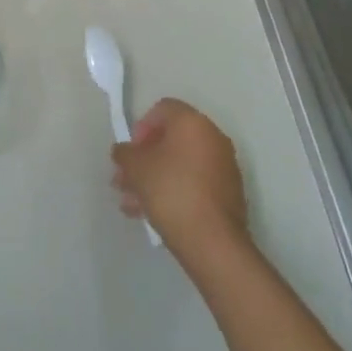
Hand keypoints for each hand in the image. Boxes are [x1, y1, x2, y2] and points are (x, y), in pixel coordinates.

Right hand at [111, 98, 250, 258]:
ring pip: (180, 165)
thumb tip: (123, 151)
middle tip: (124, 179)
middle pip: (170, 140)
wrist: (212, 241)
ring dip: (153, 178)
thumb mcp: (135, 167)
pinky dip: (173, 191)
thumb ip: (124, 153)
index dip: (140, 127)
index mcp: (193, 123)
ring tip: (131, 203)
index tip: (130, 152)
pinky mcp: (228, 194)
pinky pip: (194, 183)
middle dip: (143, 159)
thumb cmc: (170, 190)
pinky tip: (150, 213)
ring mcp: (224, 167)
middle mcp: (213, 138)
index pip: (162, 109)